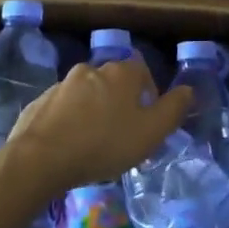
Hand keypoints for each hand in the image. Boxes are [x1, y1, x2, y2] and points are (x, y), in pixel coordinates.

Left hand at [3, 58, 190, 198]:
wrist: (39, 158)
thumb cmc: (103, 144)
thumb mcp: (150, 132)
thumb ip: (173, 110)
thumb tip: (188, 90)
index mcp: (121, 73)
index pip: (142, 72)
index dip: (149, 95)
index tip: (147, 120)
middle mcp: (92, 69)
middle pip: (114, 82)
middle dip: (120, 103)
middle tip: (122, 134)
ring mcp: (63, 84)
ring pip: (87, 94)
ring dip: (94, 110)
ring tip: (94, 143)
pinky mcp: (41, 101)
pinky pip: (64, 107)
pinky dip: (70, 120)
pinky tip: (69, 145)